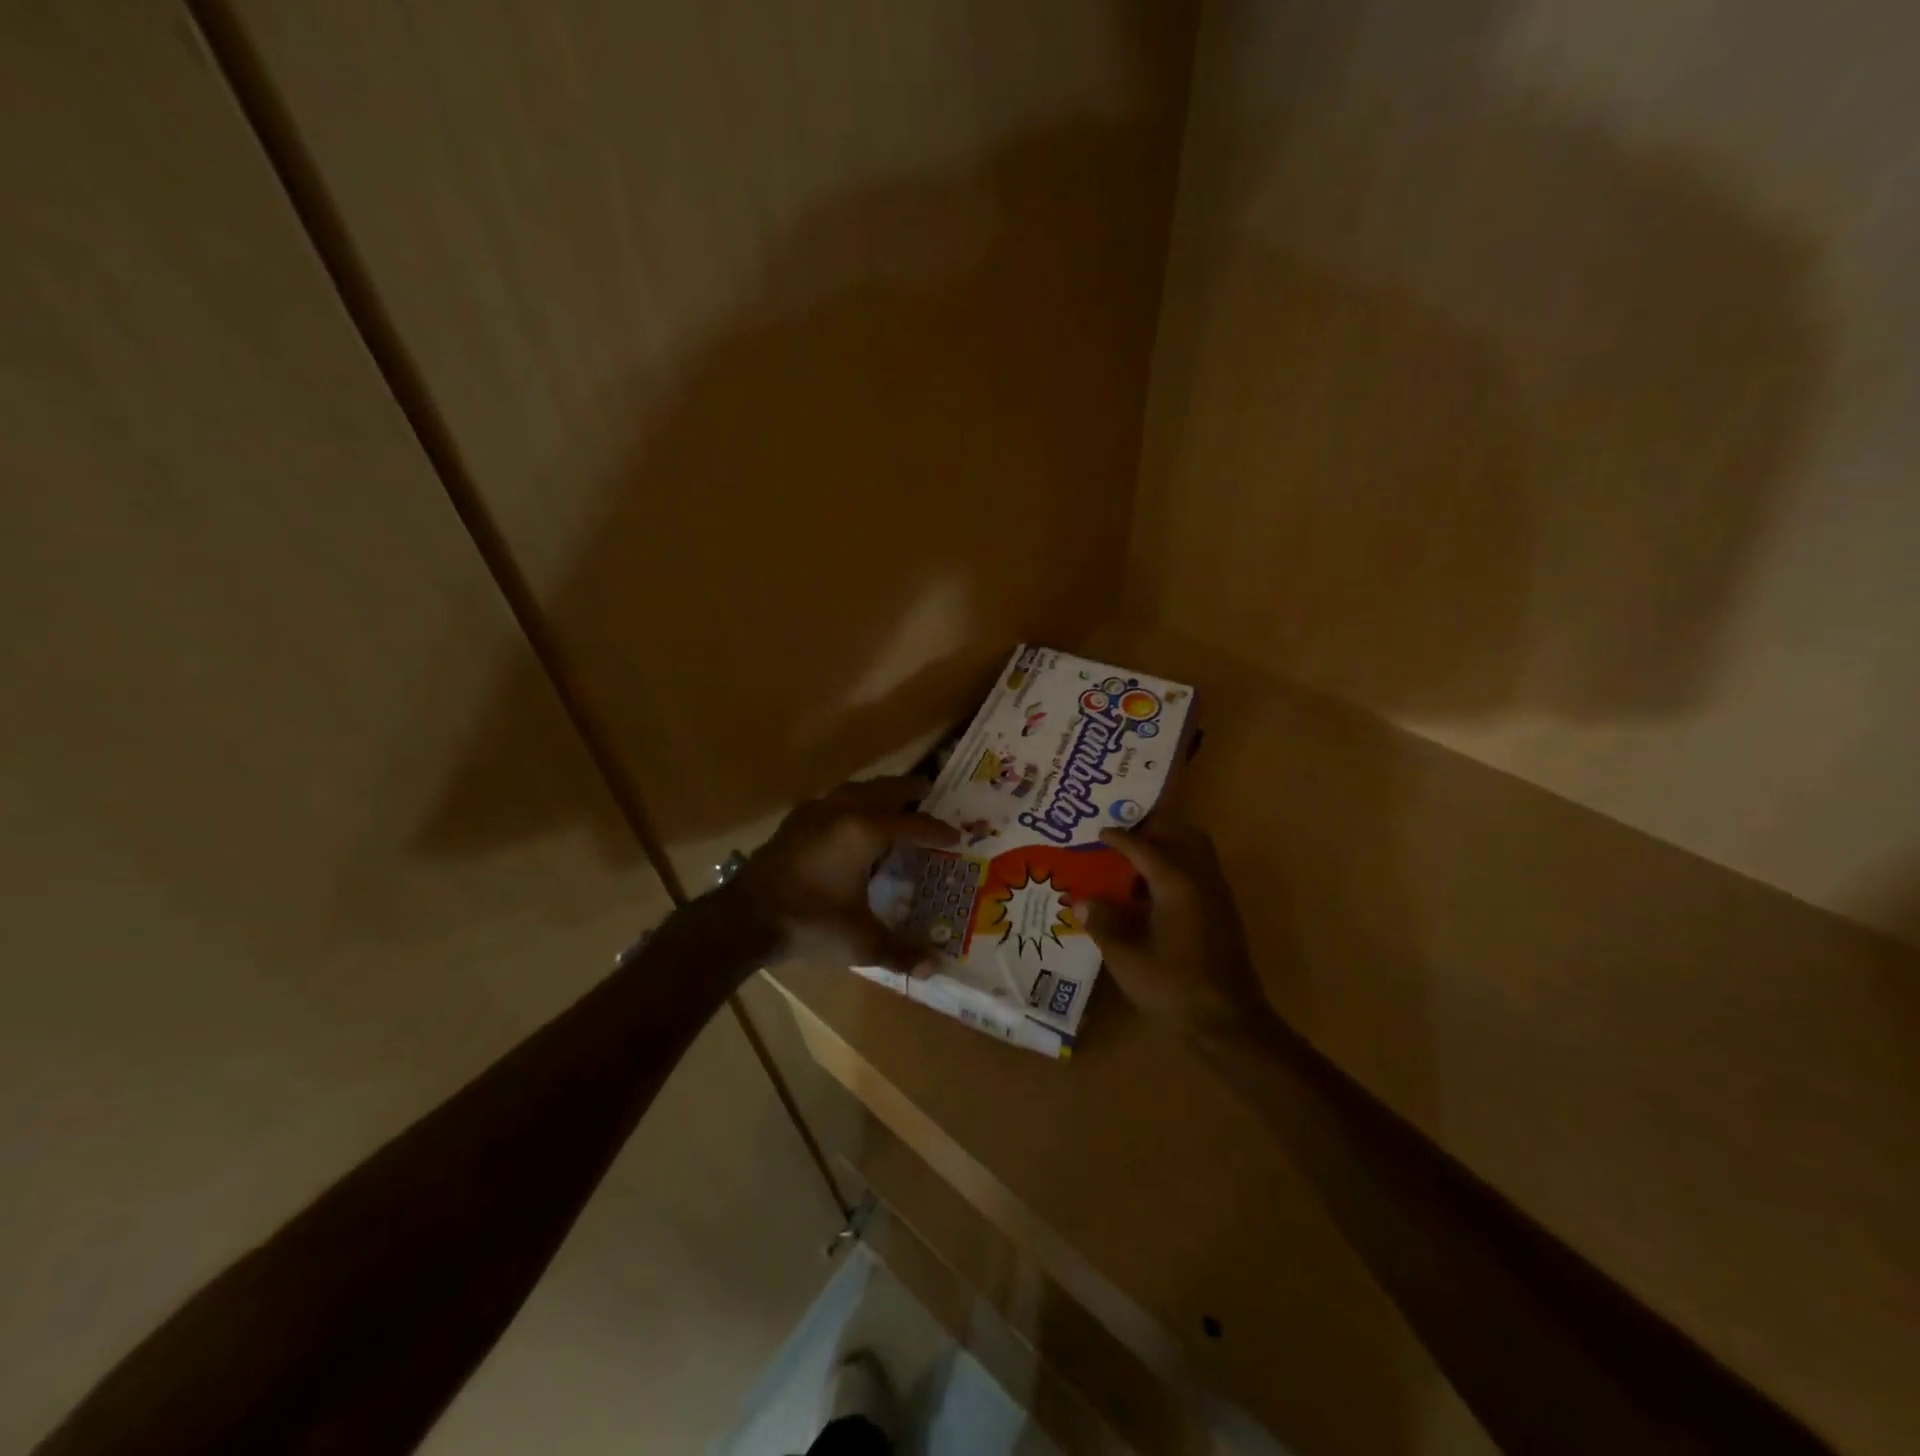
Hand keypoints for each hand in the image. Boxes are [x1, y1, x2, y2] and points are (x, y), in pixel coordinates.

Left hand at [732, 776, 958, 968]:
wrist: (743, 919)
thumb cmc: (809, 924)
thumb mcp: (860, 943)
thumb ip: (900, 952)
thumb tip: (935, 967)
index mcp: (864, 832)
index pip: (913, 824)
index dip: (936, 830)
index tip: (956, 834)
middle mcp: (842, 811)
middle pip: (884, 790)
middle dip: (910, 791)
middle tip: (930, 792)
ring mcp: (814, 812)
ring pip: (855, 789)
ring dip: (878, 792)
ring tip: (893, 801)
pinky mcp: (793, 822)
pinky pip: (831, 800)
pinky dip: (850, 802)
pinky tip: (848, 819)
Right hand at [1085, 822, 1268, 1037]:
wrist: (1229, 1021)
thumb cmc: (1174, 987)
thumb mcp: (1126, 958)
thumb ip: (1103, 924)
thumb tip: (1082, 901)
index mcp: (1176, 883)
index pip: (1143, 847)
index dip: (1119, 837)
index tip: (1100, 832)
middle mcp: (1201, 879)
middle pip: (1181, 834)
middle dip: (1153, 830)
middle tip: (1125, 840)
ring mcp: (1218, 895)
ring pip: (1196, 851)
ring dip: (1169, 847)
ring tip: (1138, 864)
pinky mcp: (1224, 913)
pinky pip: (1201, 872)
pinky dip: (1179, 867)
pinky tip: (1156, 895)